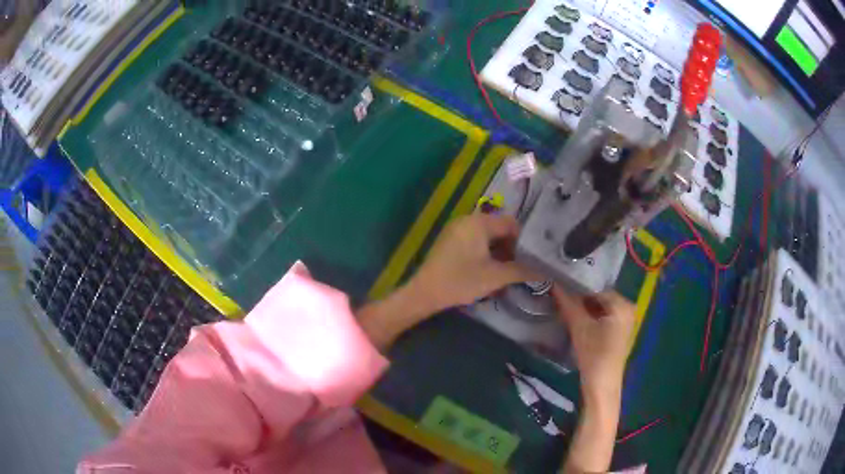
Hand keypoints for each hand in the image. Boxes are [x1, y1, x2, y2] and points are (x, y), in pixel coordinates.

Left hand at [358, 214, 536, 349]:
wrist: (424, 293)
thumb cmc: (460, 281)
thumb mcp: (495, 277)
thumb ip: (522, 271)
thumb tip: (545, 270)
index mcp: (478, 223)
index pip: (510, 224)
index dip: (524, 240)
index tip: (533, 258)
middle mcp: (467, 220)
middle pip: (498, 229)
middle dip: (512, 247)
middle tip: (523, 266)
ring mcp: (456, 230)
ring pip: (487, 237)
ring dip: (499, 252)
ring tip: (509, 271)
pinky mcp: (450, 241)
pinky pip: (475, 242)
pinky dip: (485, 253)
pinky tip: (490, 270)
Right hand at [552, 287, 635, 397]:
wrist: (602, 386)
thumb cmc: (593, 355)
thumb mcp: (579, 327)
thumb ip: (568, 303)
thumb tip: (554, 283)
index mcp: (622, 304)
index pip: (597, 287)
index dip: (578, 286)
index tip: (561, 285)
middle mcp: (628, 308)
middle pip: (600, 295)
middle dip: (581, 296)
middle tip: (561, 294)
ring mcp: (626, 320)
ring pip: (601, 306)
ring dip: (585, 306)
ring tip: (565, 303)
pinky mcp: (620, 330)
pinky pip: (604, 315)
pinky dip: (592, 315)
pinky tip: (577, 316)